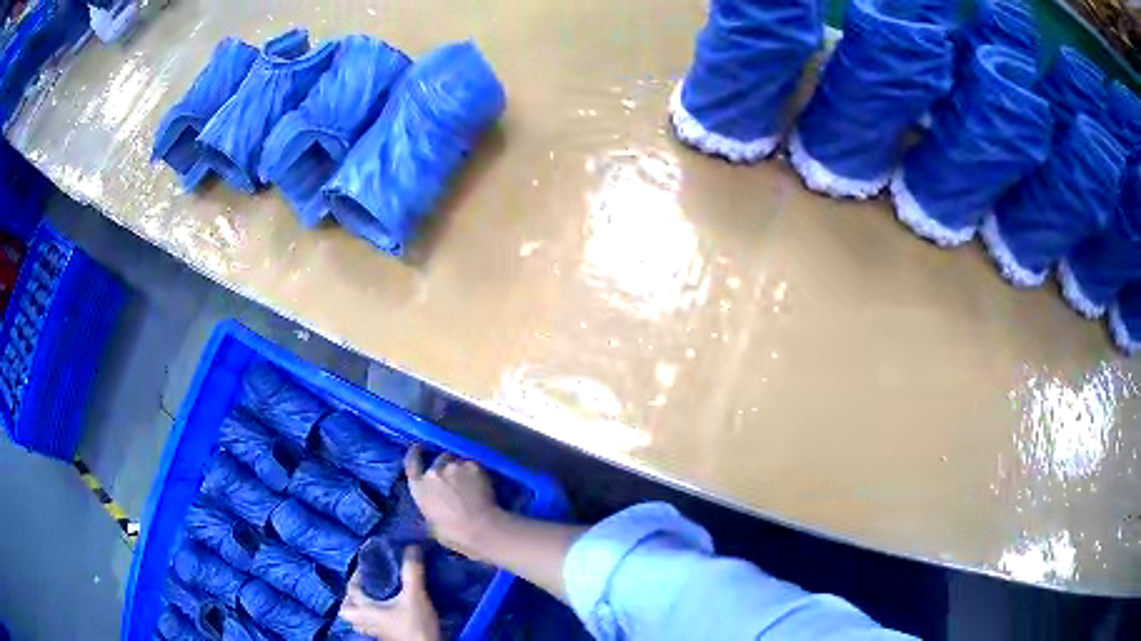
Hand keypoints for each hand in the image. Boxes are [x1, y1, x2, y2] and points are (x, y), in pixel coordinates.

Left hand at [339, 546, 439, 640]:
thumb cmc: (415, 624)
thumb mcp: (415, 595)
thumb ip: (412, 572)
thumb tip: (412, 546)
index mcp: (366, 609)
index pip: (351, 590)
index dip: (355, 576)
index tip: (367, 567)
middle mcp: (366, 621)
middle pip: (346, 610)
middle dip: (350, 599)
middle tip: (364, 588)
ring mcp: (375, 632)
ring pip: (357, 621)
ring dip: (360, 611)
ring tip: (371, 601)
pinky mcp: (385, 638)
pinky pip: (370, 628)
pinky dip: (372, 621)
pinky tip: (384, 616)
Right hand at [405, 445, 505, 561]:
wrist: (480, 528)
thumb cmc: (453, 534)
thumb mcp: (431, 523)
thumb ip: (430, 506)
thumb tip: (434, 503)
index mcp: (420, 487)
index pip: (412, 462)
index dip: (415, 454)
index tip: (418, 448)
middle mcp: (434, 472)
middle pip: (439, 460)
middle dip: (444, 465)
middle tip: (454, 476)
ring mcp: (454, 467)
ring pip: (457, 461)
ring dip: (460, 468)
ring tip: (469, 481)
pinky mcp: (473, 466)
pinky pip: (472, 465)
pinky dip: (474, 472)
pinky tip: (481, 482)